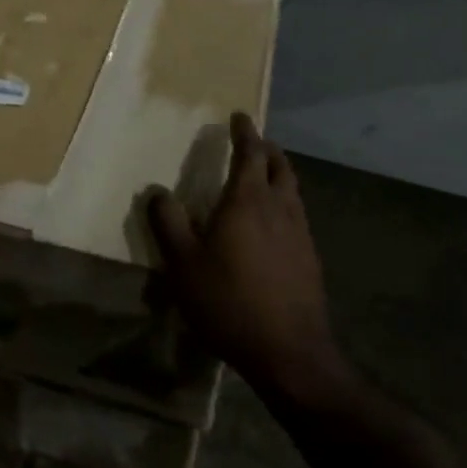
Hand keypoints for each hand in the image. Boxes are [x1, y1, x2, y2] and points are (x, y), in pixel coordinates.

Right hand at [147, 114, 345, 400]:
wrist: (289, 352)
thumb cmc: (229, 301)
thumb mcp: (183, 264)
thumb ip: (168, 223)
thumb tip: (157, 191)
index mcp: (248, 200)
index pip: (250, 153)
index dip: (245, 132)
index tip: (240, 116)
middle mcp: (279, 207)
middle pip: (279, 166)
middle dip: (267, 149)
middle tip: (254, 142)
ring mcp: (300, 233)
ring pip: (292, 190)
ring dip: (278, 174)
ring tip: (263, 177)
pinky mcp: (310, 258)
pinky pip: (296, 215)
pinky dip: (284, 203)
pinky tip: (273, 225)